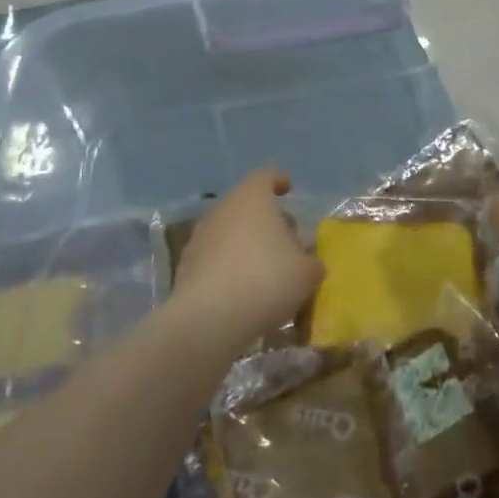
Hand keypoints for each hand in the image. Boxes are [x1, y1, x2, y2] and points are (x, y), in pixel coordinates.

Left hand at [172, 171, 321, 349]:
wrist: (209, 320)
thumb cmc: (266, 280)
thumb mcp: (306, 272)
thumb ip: (312, 262)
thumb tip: (309, 263)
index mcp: (252, 200)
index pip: (265, 176)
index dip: (278, 181)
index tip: (288, 189)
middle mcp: (222, 211)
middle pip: (246, 206)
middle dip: (266, 220)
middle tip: (286, 239)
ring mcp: (200, 239)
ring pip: (229, 233)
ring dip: (247, 245)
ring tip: (267, 268)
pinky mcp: (186, 269)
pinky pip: (215, 260)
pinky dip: (230, 268)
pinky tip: (246, 291)